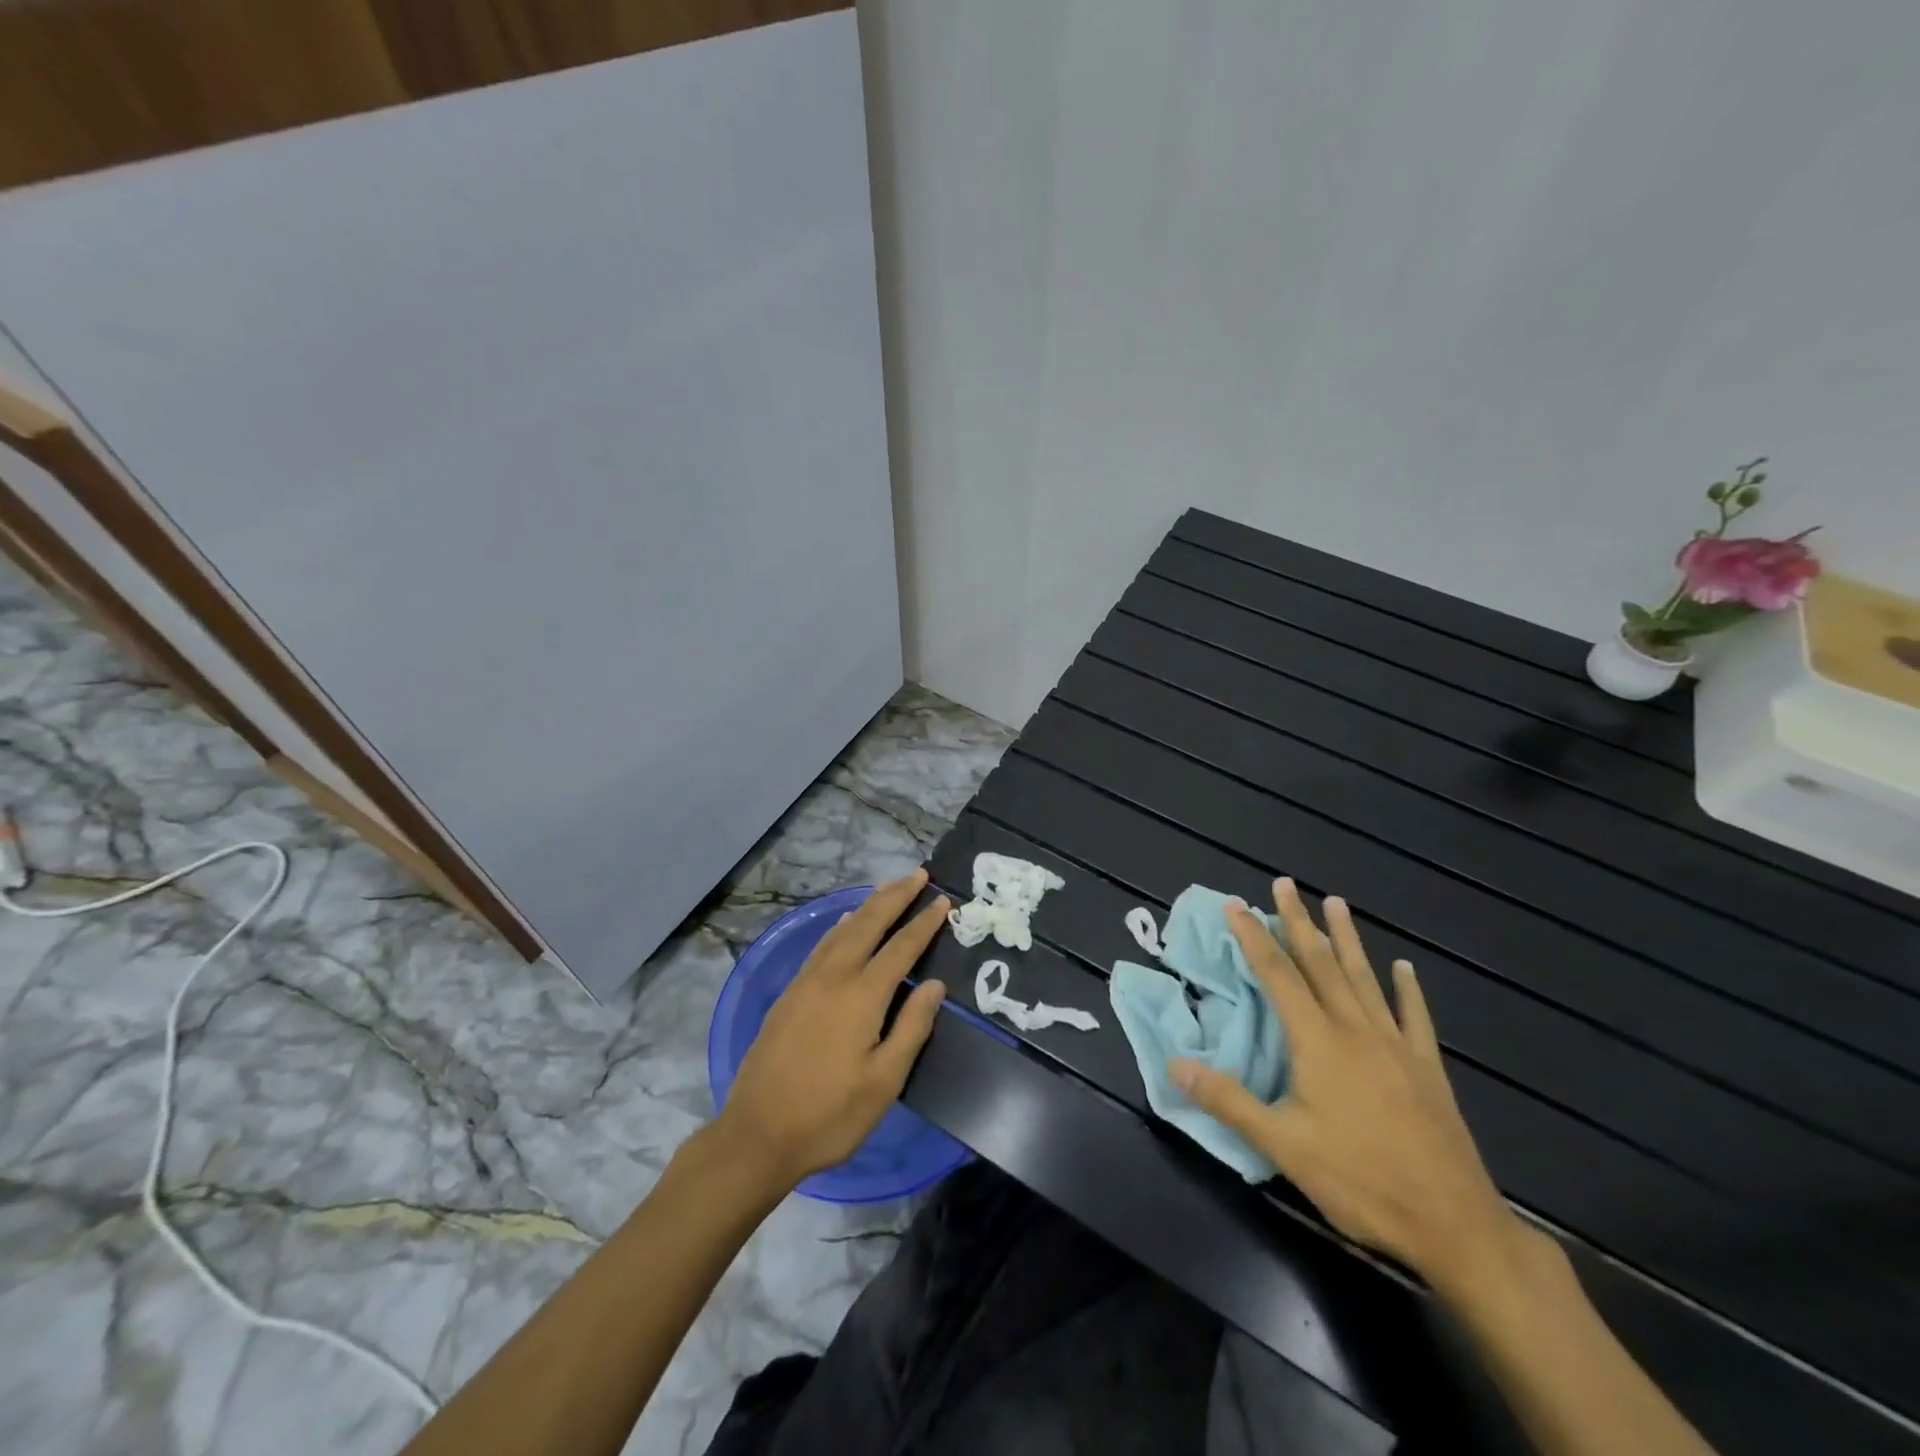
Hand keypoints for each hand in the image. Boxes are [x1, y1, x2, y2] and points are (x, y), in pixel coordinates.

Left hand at [716, 870, 949, 1189]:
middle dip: (896, 896)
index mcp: (861, 997)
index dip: (924, 923)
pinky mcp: (789, 993)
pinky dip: (841, 925)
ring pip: (843, 929)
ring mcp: (806, 982)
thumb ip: (912, 1028)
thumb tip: (934, 984)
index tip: (944, 901)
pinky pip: (822, 945)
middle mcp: (833, 977)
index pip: (901, 948)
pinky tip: (846, 922)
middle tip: (920, 875)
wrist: (757, 1134)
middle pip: (869, 923)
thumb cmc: (829, 1115)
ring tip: (890, 888)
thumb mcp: (884, 1082)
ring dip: (869, 905)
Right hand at [1170, 878, 1523, 1294]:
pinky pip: (1414, 1016)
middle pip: (1321, 963)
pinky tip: (1404, 968)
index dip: (1254, 937)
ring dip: (1347, 938)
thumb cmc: (1360, 1181)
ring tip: (1336, 902)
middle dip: (1298, 921)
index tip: (1236, 905)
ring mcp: (1396, 1045)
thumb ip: (1228, 1100)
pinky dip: (1406, 989)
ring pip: (1364, 978)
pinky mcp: (1427, 1068)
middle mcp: (1355, 1029)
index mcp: (1317, 1041)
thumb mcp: (1282, 1145)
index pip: (1278, 975)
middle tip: (1285, 883)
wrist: (1454, 1224)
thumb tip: (1174, 1065)